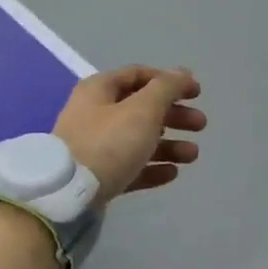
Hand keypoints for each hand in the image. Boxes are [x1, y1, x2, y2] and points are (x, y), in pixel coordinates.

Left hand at [53, 66, 204, 204]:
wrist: (67, 196)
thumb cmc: (108, 142)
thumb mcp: (143, 109)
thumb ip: (166, 88)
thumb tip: (183, 72)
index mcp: (100, 90)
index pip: (139, 75)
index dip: (170, 81)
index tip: (196, 93)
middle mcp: (95, 114)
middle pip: (142, 108)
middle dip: (175, 115)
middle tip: (200, 125)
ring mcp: (94, 147)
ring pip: (138, 139)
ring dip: (169, 144)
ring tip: (193, 155)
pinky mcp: (96, 176)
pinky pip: (130, 166)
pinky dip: (152, 167)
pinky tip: (172, 174)